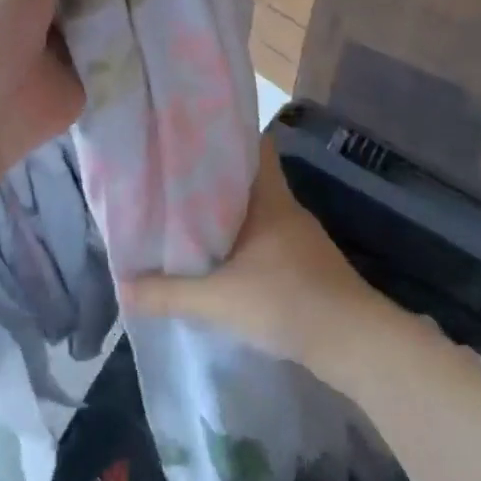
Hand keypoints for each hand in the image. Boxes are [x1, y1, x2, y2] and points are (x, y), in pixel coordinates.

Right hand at [121, 135, 395, 374]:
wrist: (357, 344)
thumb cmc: (288, 302)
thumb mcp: (219, 300)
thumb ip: (169, 294)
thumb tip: (123, 286)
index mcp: (270, 199)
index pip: (254, 146)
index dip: (226, 136)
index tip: (191, 135)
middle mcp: (287, 210)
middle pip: (249, 180)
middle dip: (214, 178)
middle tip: (173, 179)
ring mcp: (301, 239)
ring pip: (257, 212)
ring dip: (228, 214)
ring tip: (188, 218)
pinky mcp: (307, 266)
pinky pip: (267, 241)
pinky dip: (244, 243)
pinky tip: (222, 261)